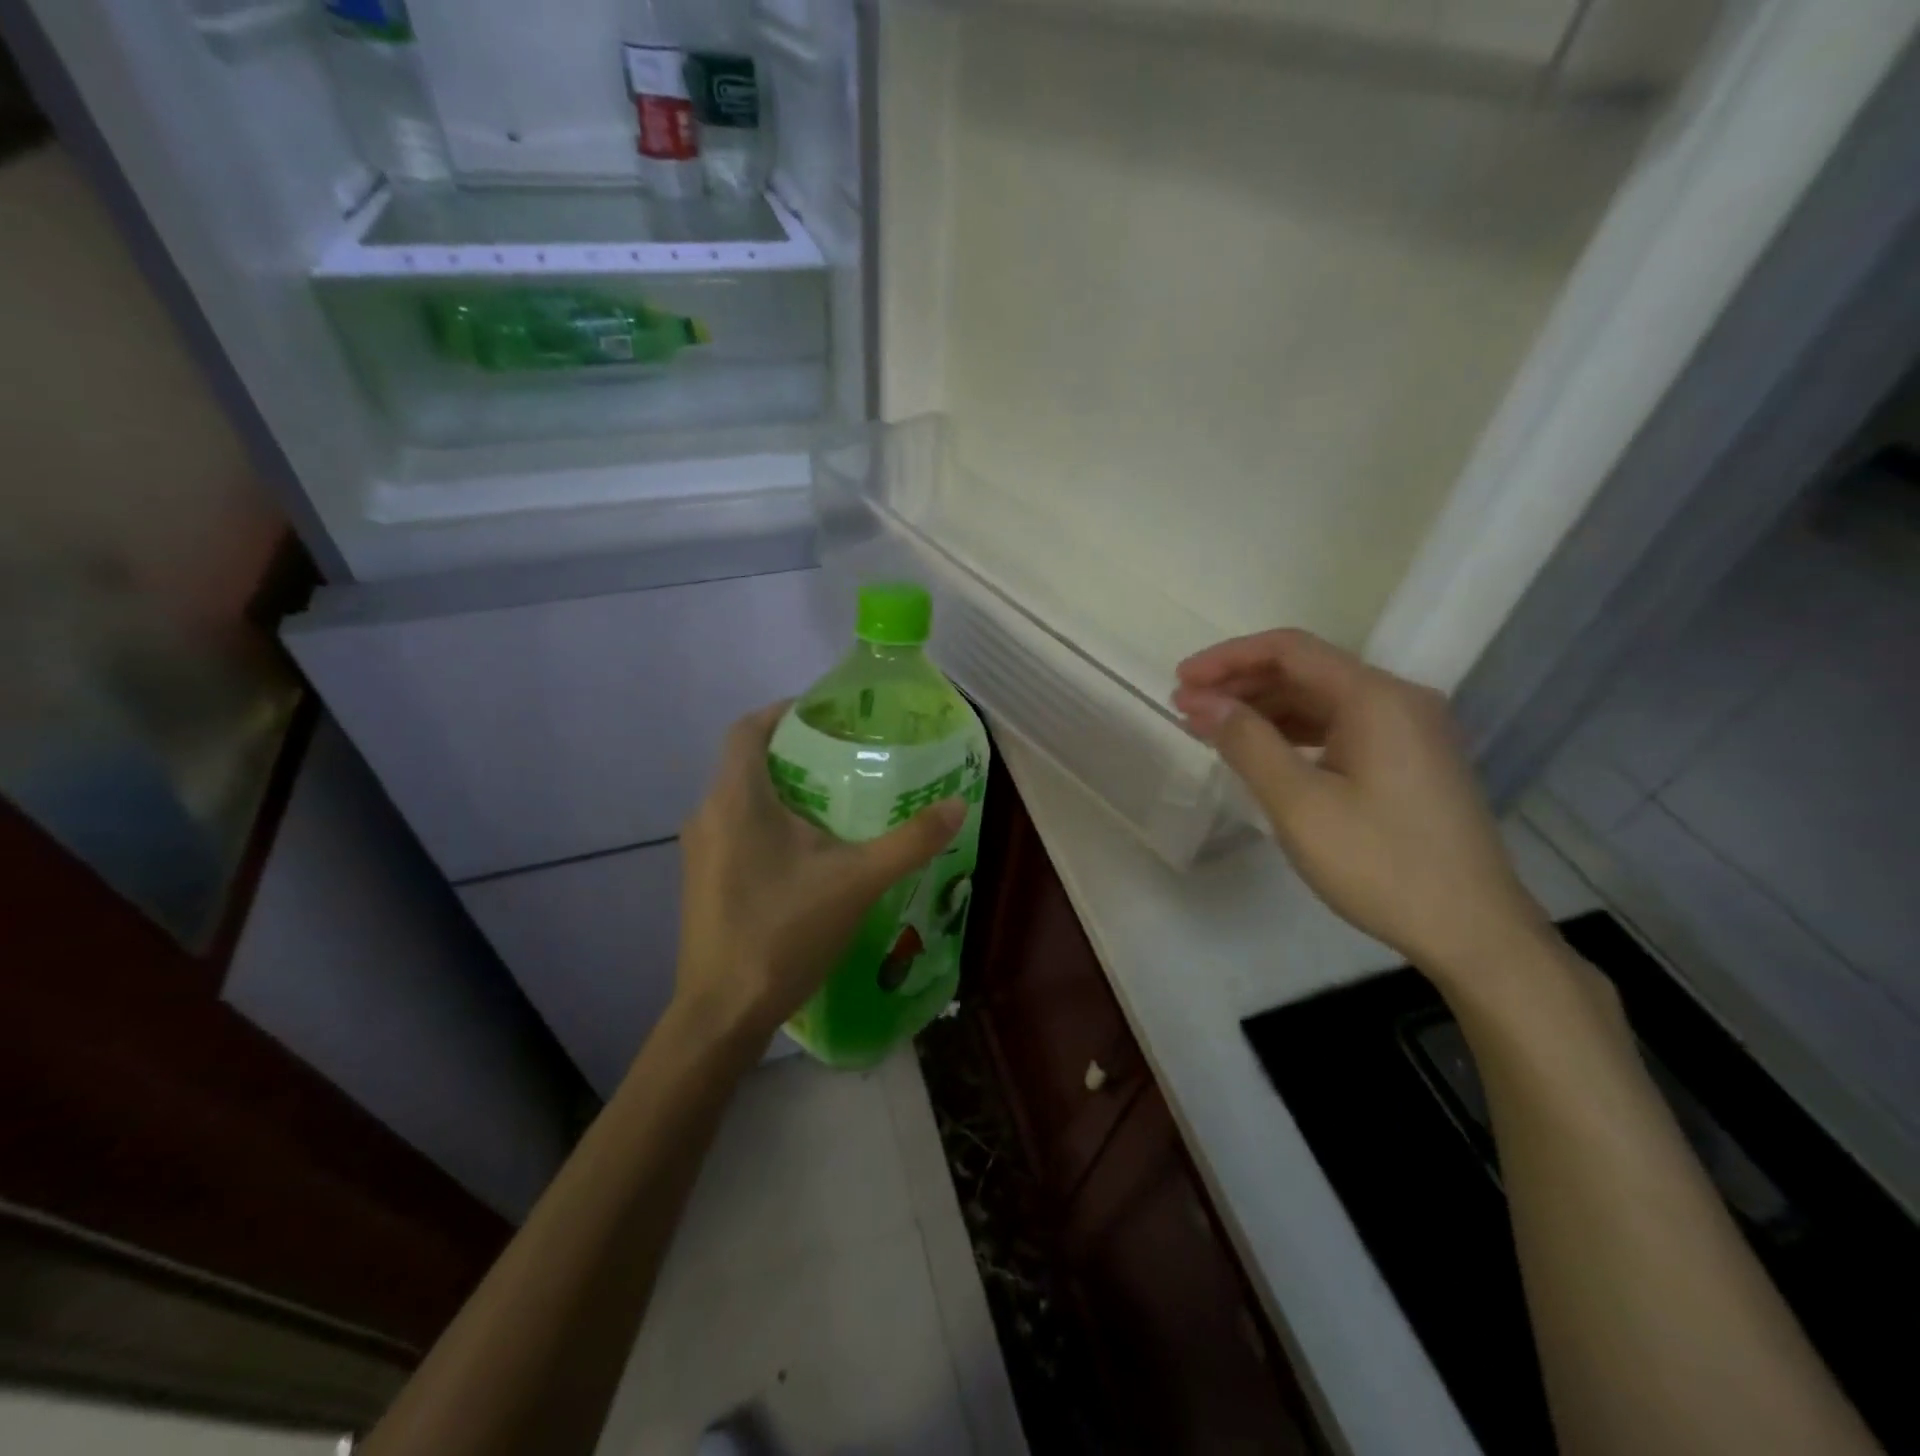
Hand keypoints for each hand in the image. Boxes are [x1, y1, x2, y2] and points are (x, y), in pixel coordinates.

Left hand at [673, 701, 965, 1046]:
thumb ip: (910, 841)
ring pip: (742, 799)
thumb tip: (958, 805)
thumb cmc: (784, 933)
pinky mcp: (702, 880)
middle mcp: (707, 814)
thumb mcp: (857, 881)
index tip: (828, 715)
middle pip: (749, 762)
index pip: (749, 728)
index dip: (785, 711)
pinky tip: (810, 855)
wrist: (722, 1013)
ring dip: (784, 791)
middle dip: (797, 753)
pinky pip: (736, 830)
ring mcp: (699, 851)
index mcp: (736, 799)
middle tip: (849, 759)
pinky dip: (770, 823)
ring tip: (838, 804)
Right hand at [1173, 629, 1548, 982]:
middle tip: (1186, 709)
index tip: (1180, 681)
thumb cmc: (1380, 864)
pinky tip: (1264, 753)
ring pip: (1323, 701)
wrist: (1472, 931)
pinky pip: (1341, 728)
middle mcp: (1398, 700)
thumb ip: (1247, 742)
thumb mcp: (1299, 803)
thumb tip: (1203, 701)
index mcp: (1376, 698)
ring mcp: (1411, 731)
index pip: (1289, 650)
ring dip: (1265, 710)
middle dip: (1241, 685)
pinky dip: (1295, 733)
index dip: (1227, 659)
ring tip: (1213, 731)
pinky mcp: (1411, 761)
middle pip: (1306, 671)